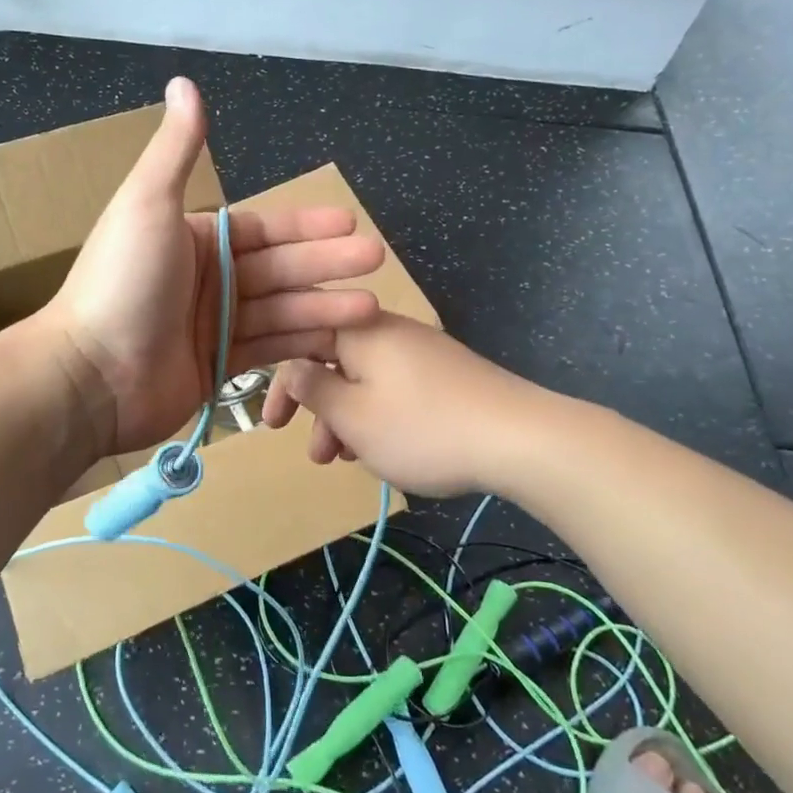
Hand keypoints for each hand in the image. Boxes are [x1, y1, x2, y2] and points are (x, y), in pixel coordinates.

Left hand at [42, 78, 385, 456]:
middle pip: (279, 268)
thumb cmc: (122, 282)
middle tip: (375, 259)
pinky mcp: (218, 367)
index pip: (261, 229)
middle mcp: (206, 279)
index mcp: (193, 239)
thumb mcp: (148, 204)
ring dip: (324, 305)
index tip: (349, 222)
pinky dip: (302, 343)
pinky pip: (269, 348)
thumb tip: (184, 82)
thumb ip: (176, 149)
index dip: (305, 226)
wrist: (91, 374)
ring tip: (373, 306)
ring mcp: (212, 325)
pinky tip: (339, 340)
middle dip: (327, 263)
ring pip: (281, 310)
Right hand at [261, 314, 529, 496]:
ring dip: (347, 420)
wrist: (521, 438)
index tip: (272, 424)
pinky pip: (394, 389)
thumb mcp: (353, 416)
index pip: (302, 342)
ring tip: (347, 462)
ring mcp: (421, 351)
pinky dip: (378, 416)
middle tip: (315, 455)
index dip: (281, 384)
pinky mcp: (444, 374)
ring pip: (365, 381)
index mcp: (360, 331)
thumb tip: (291, 368)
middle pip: (334, 362)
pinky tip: (384, 451)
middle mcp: (388, 331)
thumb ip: (313, 389)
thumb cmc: (422, 428)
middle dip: (318, 410)